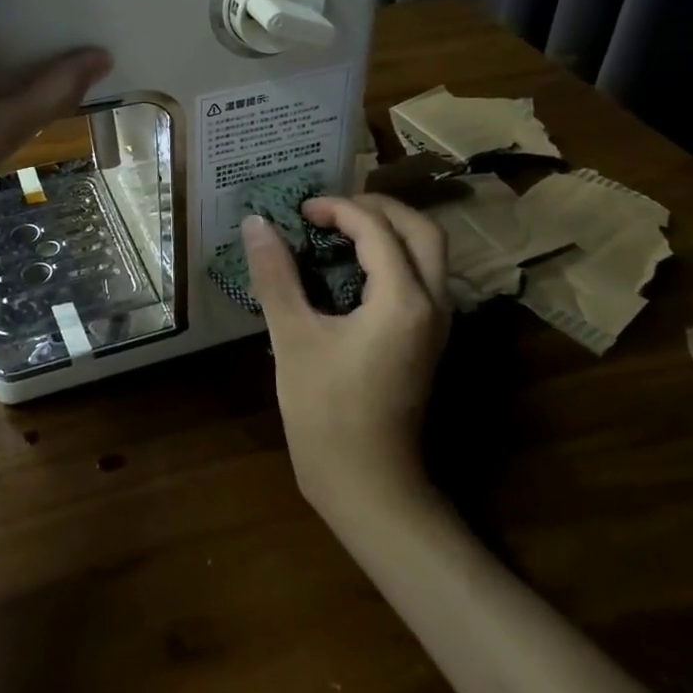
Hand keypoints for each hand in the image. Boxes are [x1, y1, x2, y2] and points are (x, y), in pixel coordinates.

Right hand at [244, 194, 451, 515]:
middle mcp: (433, 303)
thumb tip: (256, 223)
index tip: (300, 211)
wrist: (368, 484)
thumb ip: (276, 275)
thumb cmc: (326, 412)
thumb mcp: (293, 338)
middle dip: (378, 208)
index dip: (338, 208)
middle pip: (422, 230)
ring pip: (429, 253)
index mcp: (403, 299)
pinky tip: (353, 267)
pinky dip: (394, 256)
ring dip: (390, 230)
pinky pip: (422, 277)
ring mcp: (436, 324)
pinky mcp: (427, 340)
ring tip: (341, 229)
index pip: (377, 229)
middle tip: (332, 209)